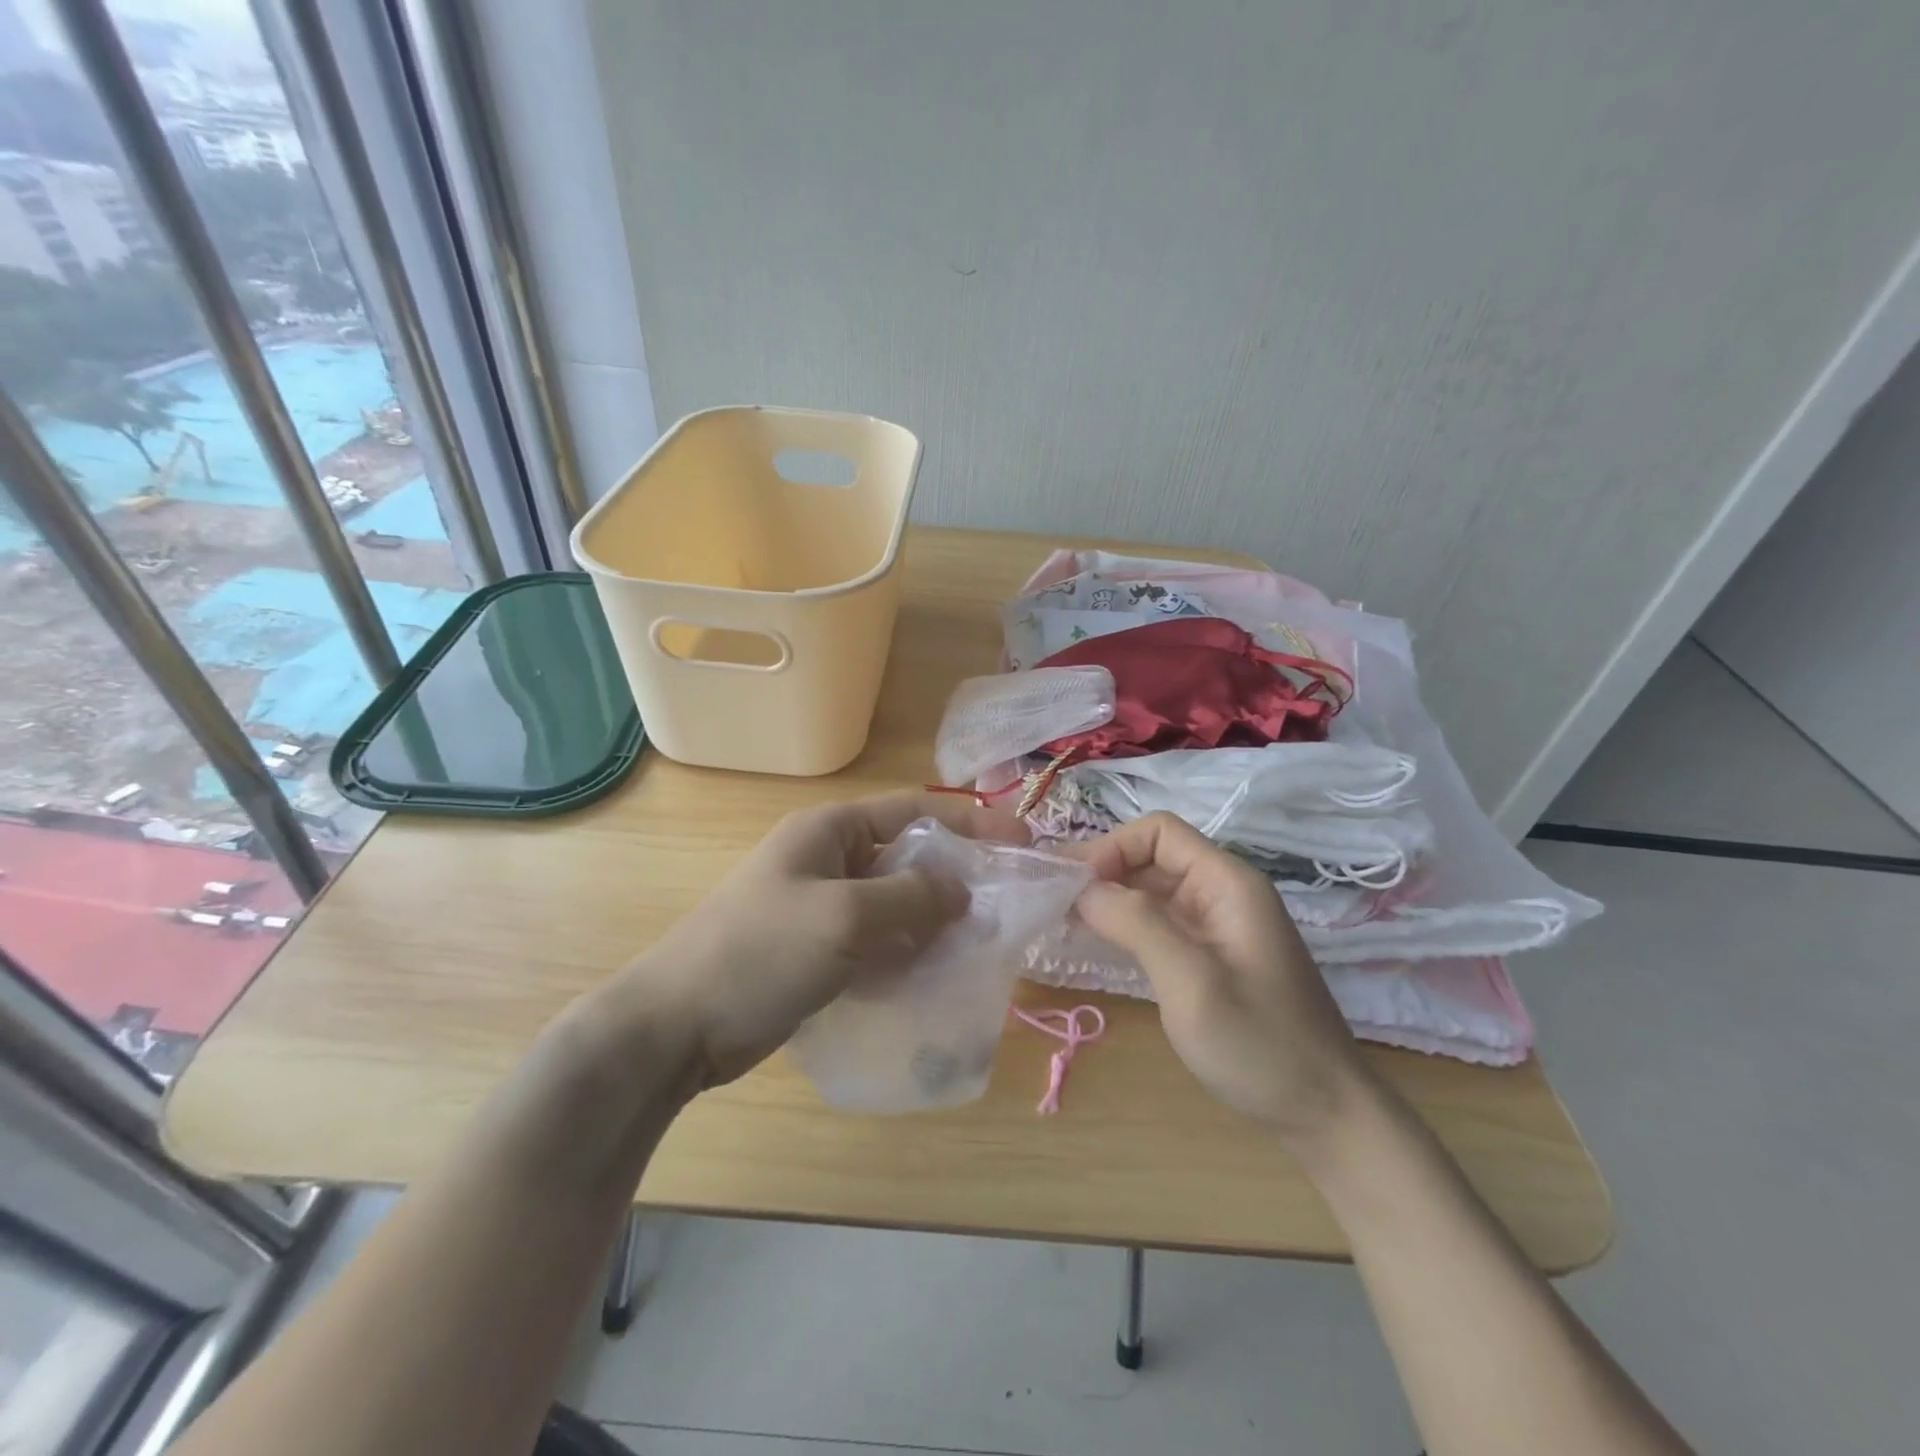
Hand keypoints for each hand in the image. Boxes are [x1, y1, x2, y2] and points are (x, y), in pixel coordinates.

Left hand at [615, 792, 1022, 1089]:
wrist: (676, 1027)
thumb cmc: (760, 952)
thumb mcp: (844, 917)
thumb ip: (911, 898)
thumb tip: (963, 889)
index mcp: (830, 831)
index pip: (914, 811)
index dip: (971, 821)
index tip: (1021, 840)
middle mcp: (830, 860)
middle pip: (908, 858)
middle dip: (955, 879)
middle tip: (1003, 906)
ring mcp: (822, 907)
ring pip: (896, 904)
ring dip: (933, 921)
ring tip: (978, 945)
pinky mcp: (818, 950)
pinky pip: (877, 941)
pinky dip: (906, 952)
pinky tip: (933, 974)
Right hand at [1068, 811, 1374, 1143]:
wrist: (1325, 1114)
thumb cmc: (1259, 1044)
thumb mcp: (1191, 982)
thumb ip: (1136, 924)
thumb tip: (1082, 888)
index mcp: (1227, 883)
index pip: (1158, 832)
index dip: (1111, 848)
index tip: (1072, 885)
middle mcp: (1221, 892)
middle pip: (1151, 857)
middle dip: (1102, 871)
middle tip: (1052, 900)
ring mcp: (1216, 925)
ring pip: (1151, 890)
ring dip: (1108, 899)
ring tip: (1061, 919)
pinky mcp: (1209, 955)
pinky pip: (1158, 922)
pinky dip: (1124, 925)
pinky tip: (1094, 942)